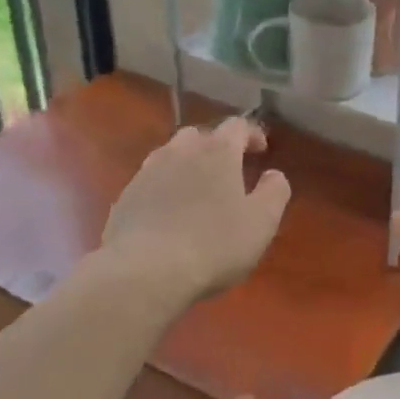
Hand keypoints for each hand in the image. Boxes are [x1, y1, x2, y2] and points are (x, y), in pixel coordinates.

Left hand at [100, 117, 290, 301]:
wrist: (145, 273)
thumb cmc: (214, 244)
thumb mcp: (261, 222)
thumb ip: (274, 192)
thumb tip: (274, 175)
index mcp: (218, 151)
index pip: (237, 126)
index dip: (251, 134)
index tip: (261, 150)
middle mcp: (180, 151)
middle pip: (199, 135)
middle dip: (215, 147)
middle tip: (228, 171)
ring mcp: (147, 173)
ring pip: (170, 156)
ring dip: (186, 165)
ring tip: (196, 190)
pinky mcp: (124, 198)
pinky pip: (149, 183)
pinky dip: (163, 189)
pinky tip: (168, 215)